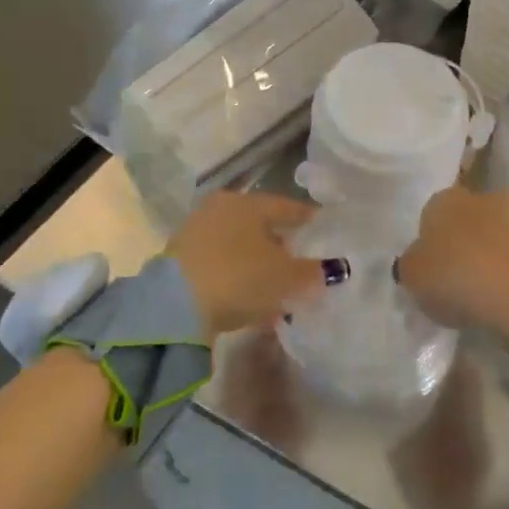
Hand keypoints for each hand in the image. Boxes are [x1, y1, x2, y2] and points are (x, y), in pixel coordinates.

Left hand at [166, 191, 333, 338]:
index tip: (325, 232)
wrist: (173, 306)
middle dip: (282, 244)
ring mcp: (197, 231)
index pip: (288, 207)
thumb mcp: (286, 278)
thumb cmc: (239, 278)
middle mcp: (222, 208)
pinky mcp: (180, 259)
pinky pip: (221, 263)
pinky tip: (248, 296)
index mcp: (249, 202)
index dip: (310, 221)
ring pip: (239, 245)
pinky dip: (237, 275)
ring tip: (276, 287)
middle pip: (261, 225)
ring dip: (258, 263)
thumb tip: (334, 268)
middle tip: (301, 264)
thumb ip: (313, 272)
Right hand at [397, 188, 508, 352]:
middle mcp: (481, 198)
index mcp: (444, 199)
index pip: (430, 215)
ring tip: (480, 292)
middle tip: (454, 278)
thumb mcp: (413, 277)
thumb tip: (417, 261)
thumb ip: (411, 265)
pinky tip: (503, 297)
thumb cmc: (455, 276)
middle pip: (465, 220)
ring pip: (493, 236)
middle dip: (461, 242)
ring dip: (488, 256)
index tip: (429, 269)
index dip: (428, 242)